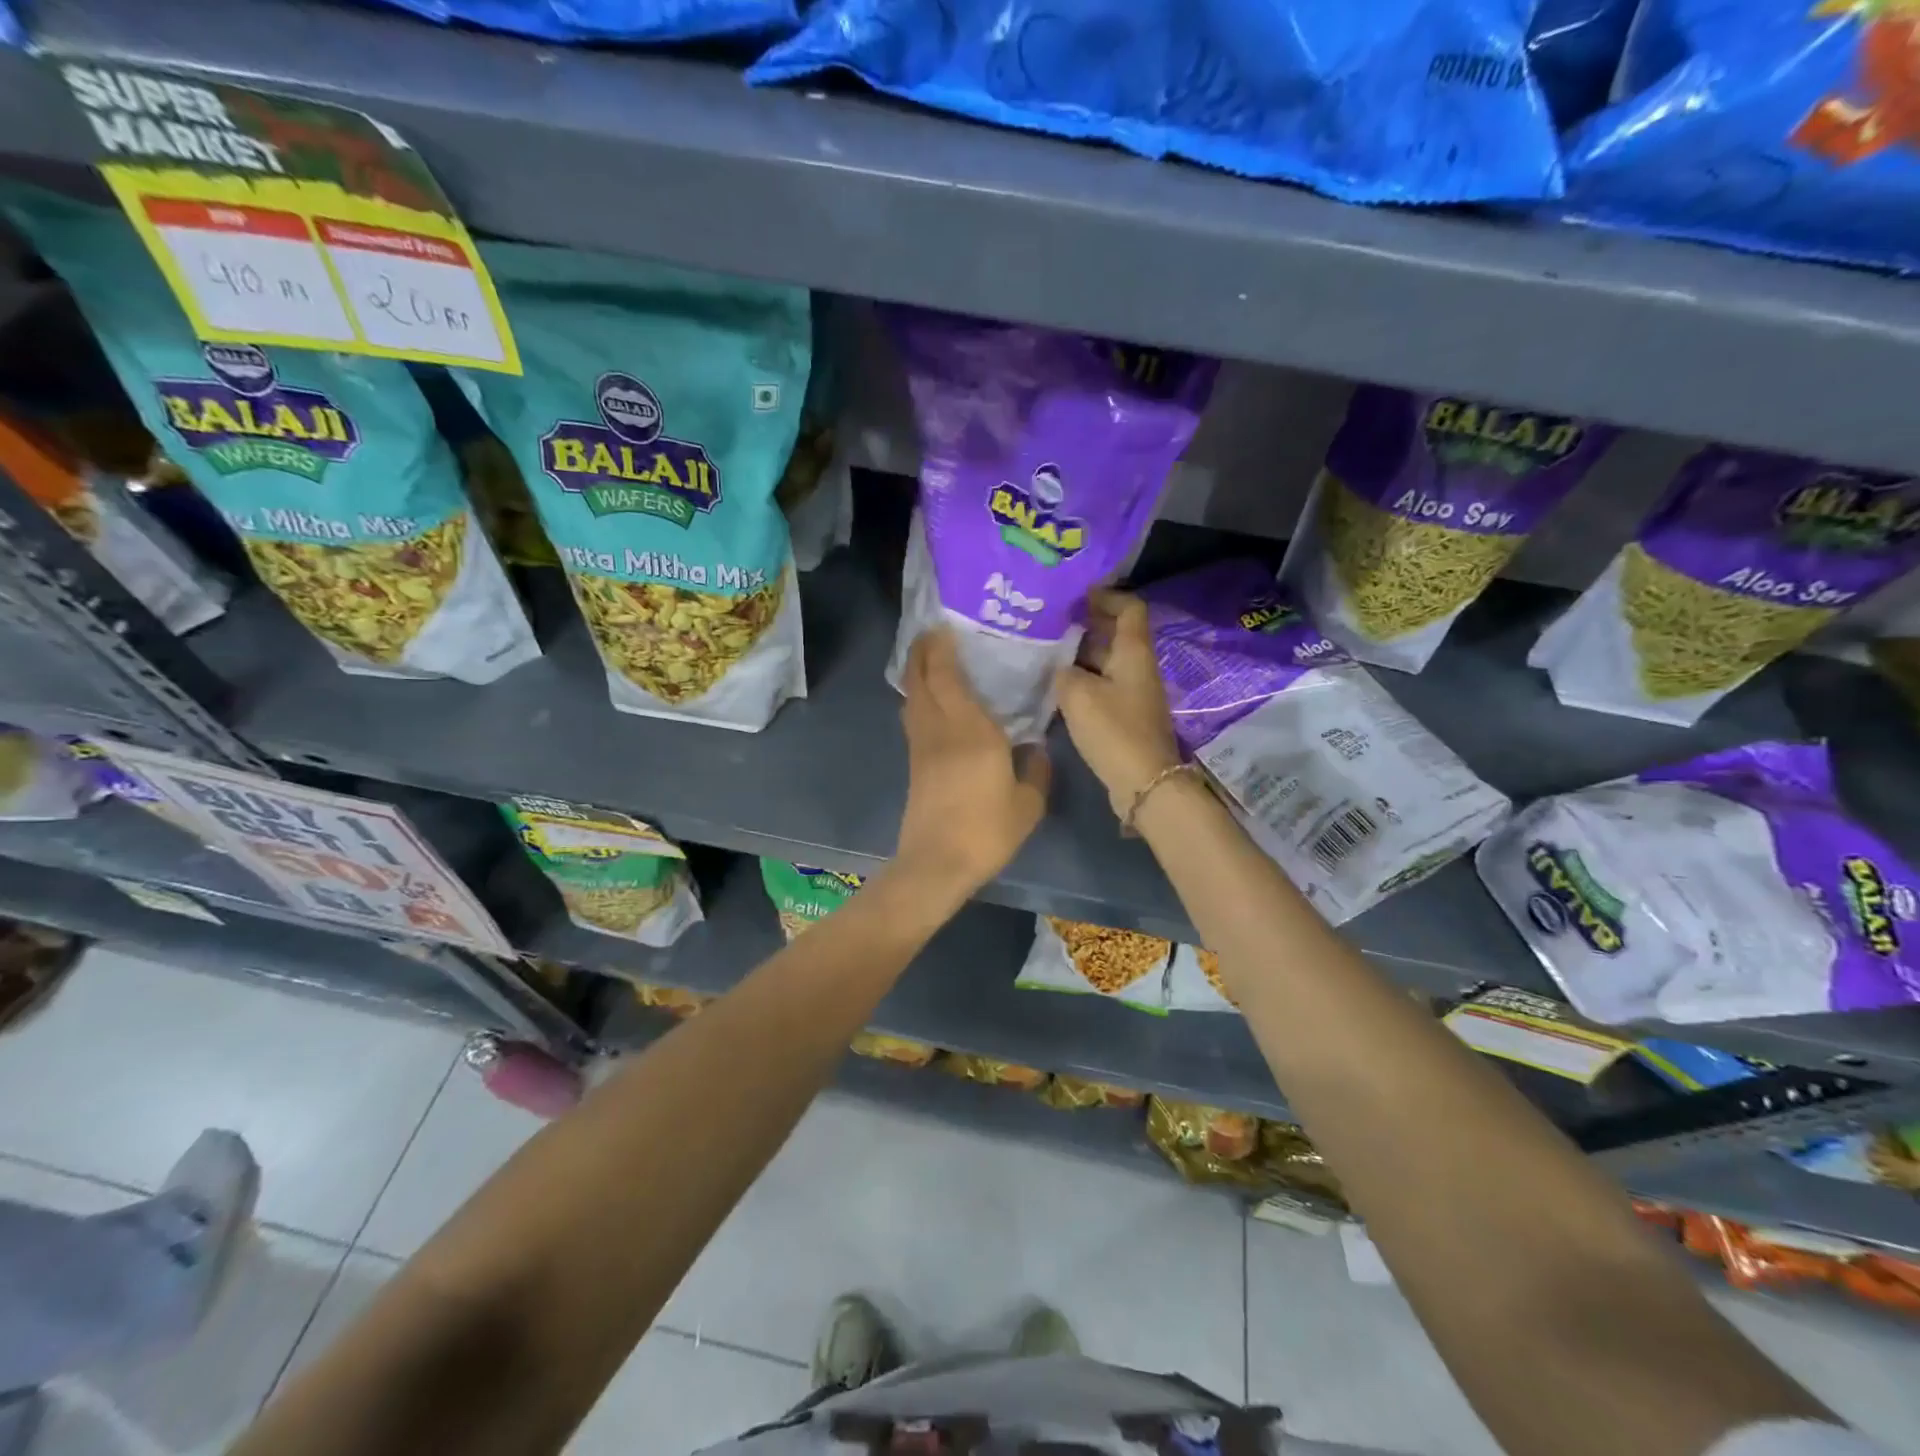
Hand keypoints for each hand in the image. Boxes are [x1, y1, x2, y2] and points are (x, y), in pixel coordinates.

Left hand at [895, 629, 1050, 900]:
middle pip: (919, 678)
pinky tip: (932, 701)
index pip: (946, 675)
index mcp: (971, 730)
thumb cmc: (986, 831)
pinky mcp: (914, 763)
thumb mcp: (1027, 805)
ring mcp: (922, 746)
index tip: (945, 626)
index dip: (941, 647)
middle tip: (932, 633)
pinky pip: (914, 717)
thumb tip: (1037, 750)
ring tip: (931, 659)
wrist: (937, 864)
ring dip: (916, 673)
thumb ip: (1036, 772)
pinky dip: (918, 698)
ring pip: (912, 697)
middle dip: (921, 651)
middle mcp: (940, 728)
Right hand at [1055, 589, 1181, 821]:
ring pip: (1106, 661)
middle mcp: (1137, 667)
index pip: (1129, 608)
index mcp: (1133, 652)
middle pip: (1115, 634)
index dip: (1105, 596)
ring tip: (1044, 651)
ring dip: (1079, 654)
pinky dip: (1082, 680)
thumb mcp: (1077, 695)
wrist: (1143, 782)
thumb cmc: (1113, 730)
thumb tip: (1061, 669)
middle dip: (1085, 624)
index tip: (1075, 595)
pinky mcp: (1125, 715)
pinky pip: (1103, 685)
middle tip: (1049, 621)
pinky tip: (1055, 686)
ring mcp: (1133, 692)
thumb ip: (1063, 672)